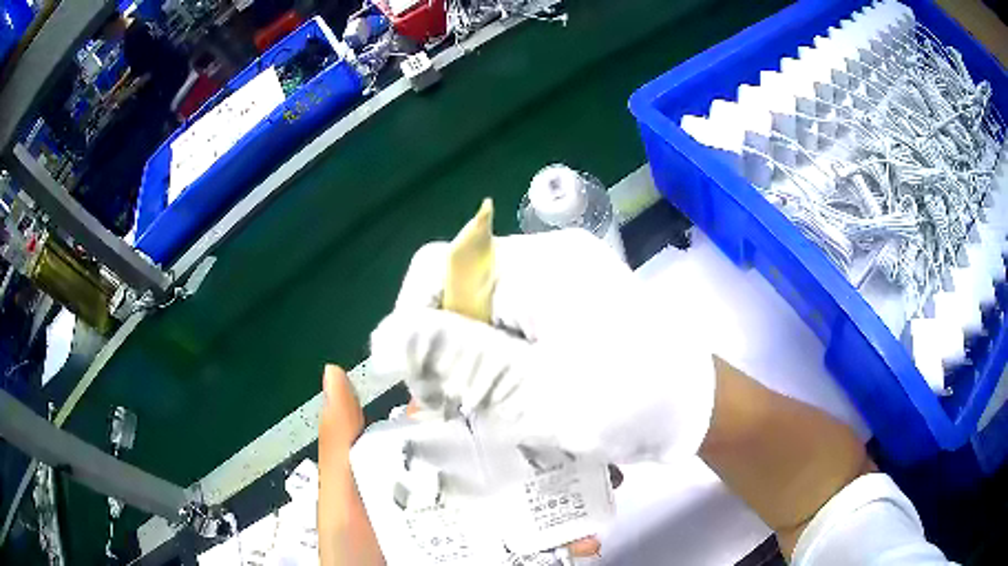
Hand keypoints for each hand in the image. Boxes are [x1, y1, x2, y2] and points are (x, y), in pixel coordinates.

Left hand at [316, 364, 612, 561]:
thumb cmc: (354, 552)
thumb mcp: (341, 498)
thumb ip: (341, 443)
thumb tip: (335, 369)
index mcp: (427, 473)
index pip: (467, 429)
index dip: (501, 406)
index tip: (540, 384)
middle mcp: (462, 496)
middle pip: (514, 465)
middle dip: (556, 450)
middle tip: (592, 441)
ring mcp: (486, 529)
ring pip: (538, 502)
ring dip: (575, 493)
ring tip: (607, 483)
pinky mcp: (505, 557)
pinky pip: (544, 544)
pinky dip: (572, 538)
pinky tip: (590, 538)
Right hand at [370, 229, 716, 463]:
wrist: (700, 408)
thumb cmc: (632, 401)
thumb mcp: (538, 392)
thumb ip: (461, 360)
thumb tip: (383, 335)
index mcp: (538, 265)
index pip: (437, 268)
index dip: (415, 324)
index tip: (427, 387)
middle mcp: (546, 260)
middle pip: (460, 293)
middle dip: (447, 352)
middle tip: (459, 411)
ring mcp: (561, 282)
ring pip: (484, 315)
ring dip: (474, 365)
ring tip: (488, 414)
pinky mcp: (571, 306)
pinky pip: (513, 327)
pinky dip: (501, 365)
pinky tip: (514, 401)